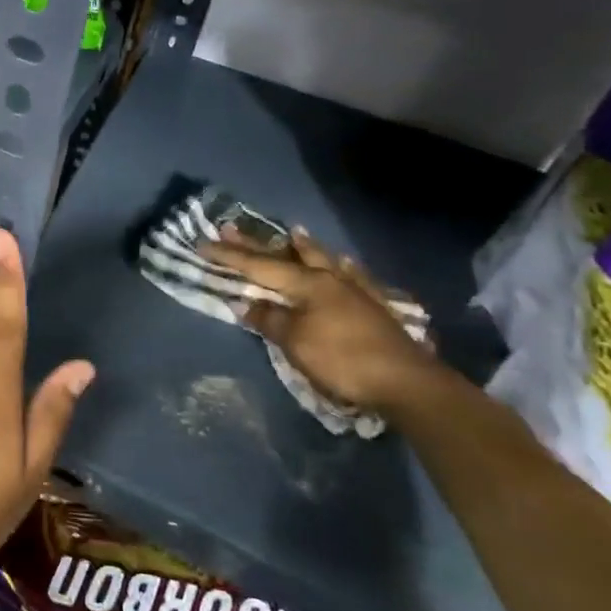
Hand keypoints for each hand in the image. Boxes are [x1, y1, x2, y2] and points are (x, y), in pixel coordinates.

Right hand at [204, 226, 443, 413]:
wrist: (406, 383)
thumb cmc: (342, 360)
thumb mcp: (295, 342)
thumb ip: (269, 319)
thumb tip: (247, 303)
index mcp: (307, 283)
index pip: (259, 266)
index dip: (229, 256)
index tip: (204, 244)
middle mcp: (330, 278)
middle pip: (287, 256)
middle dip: (257, 244)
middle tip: (232, 227)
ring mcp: (356, 290)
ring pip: (324, 259)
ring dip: (305, 246)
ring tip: (294, 232)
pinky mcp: (375, 306)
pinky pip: (353, 276)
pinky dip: (342, 266)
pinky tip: (344, 264)